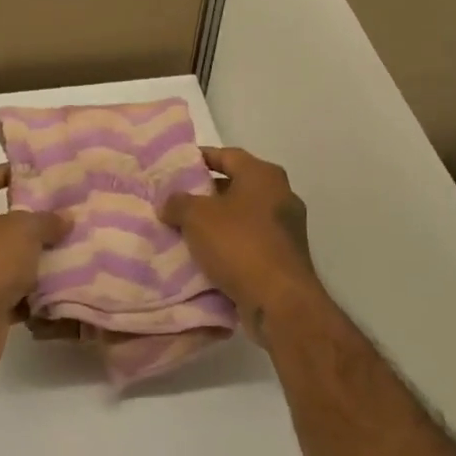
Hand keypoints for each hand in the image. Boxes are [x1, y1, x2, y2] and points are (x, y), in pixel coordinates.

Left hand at [0, 165, 67, 374]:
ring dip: (37, 257)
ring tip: (74, 247)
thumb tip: (65, 218)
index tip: (39, 174)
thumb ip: (47, 220)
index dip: (8, 173)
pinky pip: (15, 290)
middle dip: (33, 219)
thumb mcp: (23, 230)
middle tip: (68, 213)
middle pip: (2, 220)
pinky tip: (64, 285)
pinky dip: (35, 291)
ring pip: (11, 257)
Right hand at [160, 146, 324, 340]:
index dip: (200, 158)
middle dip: (206, 193)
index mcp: (264, 175)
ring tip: (184, 229)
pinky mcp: (284, 257)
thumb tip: (169, 202)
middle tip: (176, 200)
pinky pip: (249, 242)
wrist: (279, 300)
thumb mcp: (196, 216)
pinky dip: (228, 245)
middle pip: (236, 185)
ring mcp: (286, 228)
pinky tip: (205, 255)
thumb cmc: (239, 244)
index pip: (227, 155)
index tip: (176, 166)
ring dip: (216, 222)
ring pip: (242, 216)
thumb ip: (178, 202)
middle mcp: (280, 195)